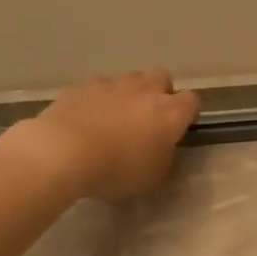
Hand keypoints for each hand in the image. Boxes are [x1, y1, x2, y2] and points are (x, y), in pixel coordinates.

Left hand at [19, 70, 198, 201]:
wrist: (63, 152)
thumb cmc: (117, 170)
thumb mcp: (152, 177)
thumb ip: (163, 158)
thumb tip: (160, 149)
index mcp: (169, 114)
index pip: (192, 101)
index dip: (188, 113)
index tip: (180, 128)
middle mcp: (145, 91)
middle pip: (162, 78)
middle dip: (160, 93)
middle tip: (149, 118)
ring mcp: (111, 85)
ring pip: (129, 79)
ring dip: (129, 94)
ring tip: (116, 118)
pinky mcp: (82, 86)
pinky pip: (98, 88)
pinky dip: (98, 100)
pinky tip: (88, 119)